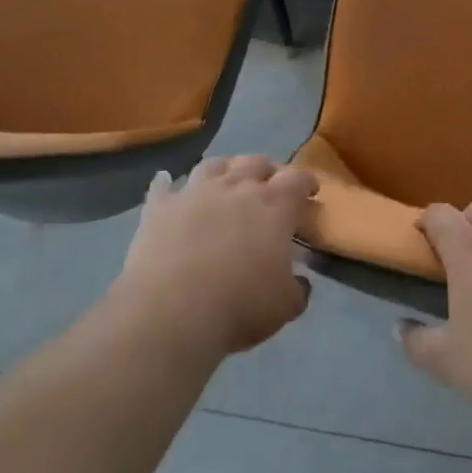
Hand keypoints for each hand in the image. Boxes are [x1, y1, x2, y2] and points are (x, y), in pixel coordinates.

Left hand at [115, 155, 316, 357]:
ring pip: (214, 165)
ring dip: (225, 169)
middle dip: (267, 170)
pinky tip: (166, 182)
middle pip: (256, 163)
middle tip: (270, 183)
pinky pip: (163, 186)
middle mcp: (237, 187)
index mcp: (274, 205)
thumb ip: (297, 288)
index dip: (307, 182)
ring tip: (226, 178)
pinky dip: (167, 184)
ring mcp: (196, 192)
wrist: (172, 309)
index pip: (297, 179)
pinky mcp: (161, 207)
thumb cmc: (239, 304)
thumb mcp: (284, 306)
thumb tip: (299, 281)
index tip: (311, 191)